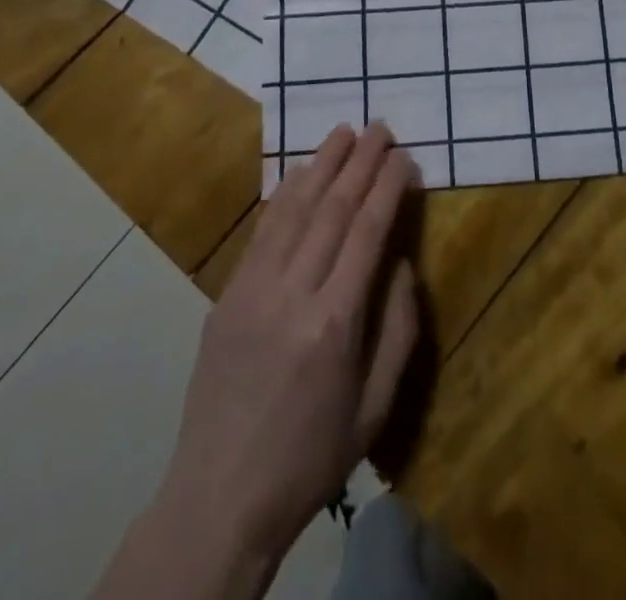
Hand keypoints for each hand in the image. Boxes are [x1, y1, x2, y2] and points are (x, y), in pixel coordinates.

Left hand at [98, 124, 420, 599]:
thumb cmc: (311, 457)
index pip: (367, 232)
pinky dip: (285, 195)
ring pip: (294, 210)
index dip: (388, 187)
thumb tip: (400, 262)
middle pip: (332, 209)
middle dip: (360, 163)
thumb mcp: (375, 407)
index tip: (404, 157)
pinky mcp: (228, 295)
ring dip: (322, 165)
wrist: (220, 498)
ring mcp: (253, 290)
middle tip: (380, 127)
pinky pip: (262, 232)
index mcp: (334, 323)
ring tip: (344, 132)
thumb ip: (398, 328)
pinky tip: (300, 172)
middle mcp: (292, 293)